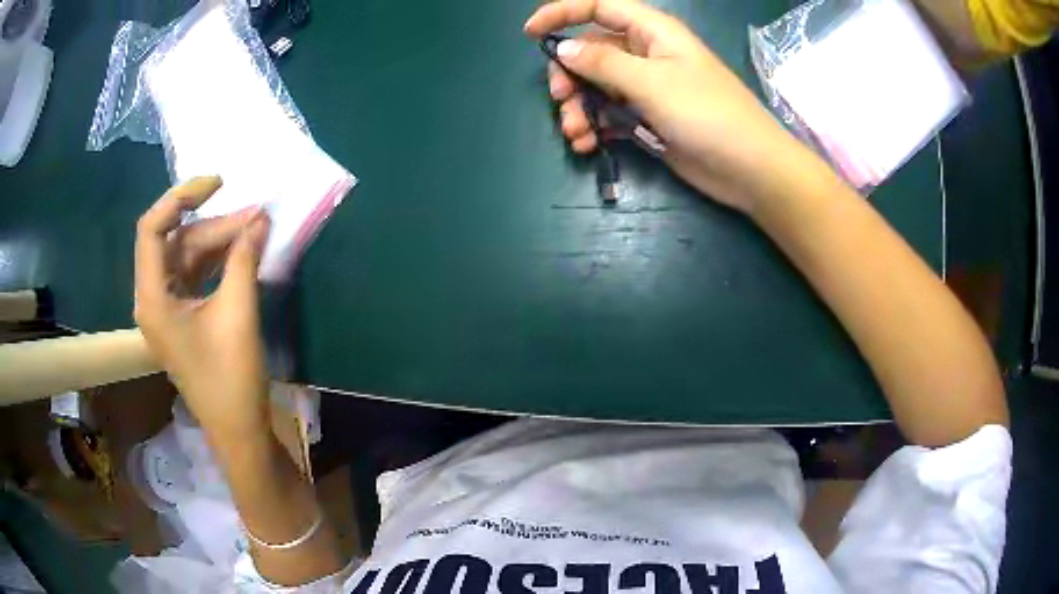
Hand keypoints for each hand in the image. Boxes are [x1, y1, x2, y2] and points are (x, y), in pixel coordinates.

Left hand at [134, 176, 272, 440]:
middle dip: (214, 224)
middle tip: (256, 216)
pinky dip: (217, 261)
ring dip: (219, 241)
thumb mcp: (238, 313)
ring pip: (187, 257)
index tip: (218, 184)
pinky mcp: (183, 317)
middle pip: (175, 241)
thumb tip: (261, 217)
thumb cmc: (231, 379)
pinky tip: (242, 253)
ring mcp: (167, 309)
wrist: (238, 430)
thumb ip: (244, 258)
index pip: (152, 229)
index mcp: (153, 298)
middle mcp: (153, 298)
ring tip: (256, 230)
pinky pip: (195, 275)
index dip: (180, 197)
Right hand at [524, 0, 793, 211]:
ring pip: (597, 86)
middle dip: (570, 74)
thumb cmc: (707, 114)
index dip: (562, 13)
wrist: (749, 169)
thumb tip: (563, 49)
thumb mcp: (652, 82)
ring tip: (577, 133)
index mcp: (652, 32)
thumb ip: (603, 63)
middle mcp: (646, 54)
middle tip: (561, 99)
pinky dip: (595, 126)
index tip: (531, 34)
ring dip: (579, 107)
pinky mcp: (649, 118)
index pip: (599, 7)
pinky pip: (610, 113)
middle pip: (591, 50)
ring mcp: (647, 88)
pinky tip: (588, 143)